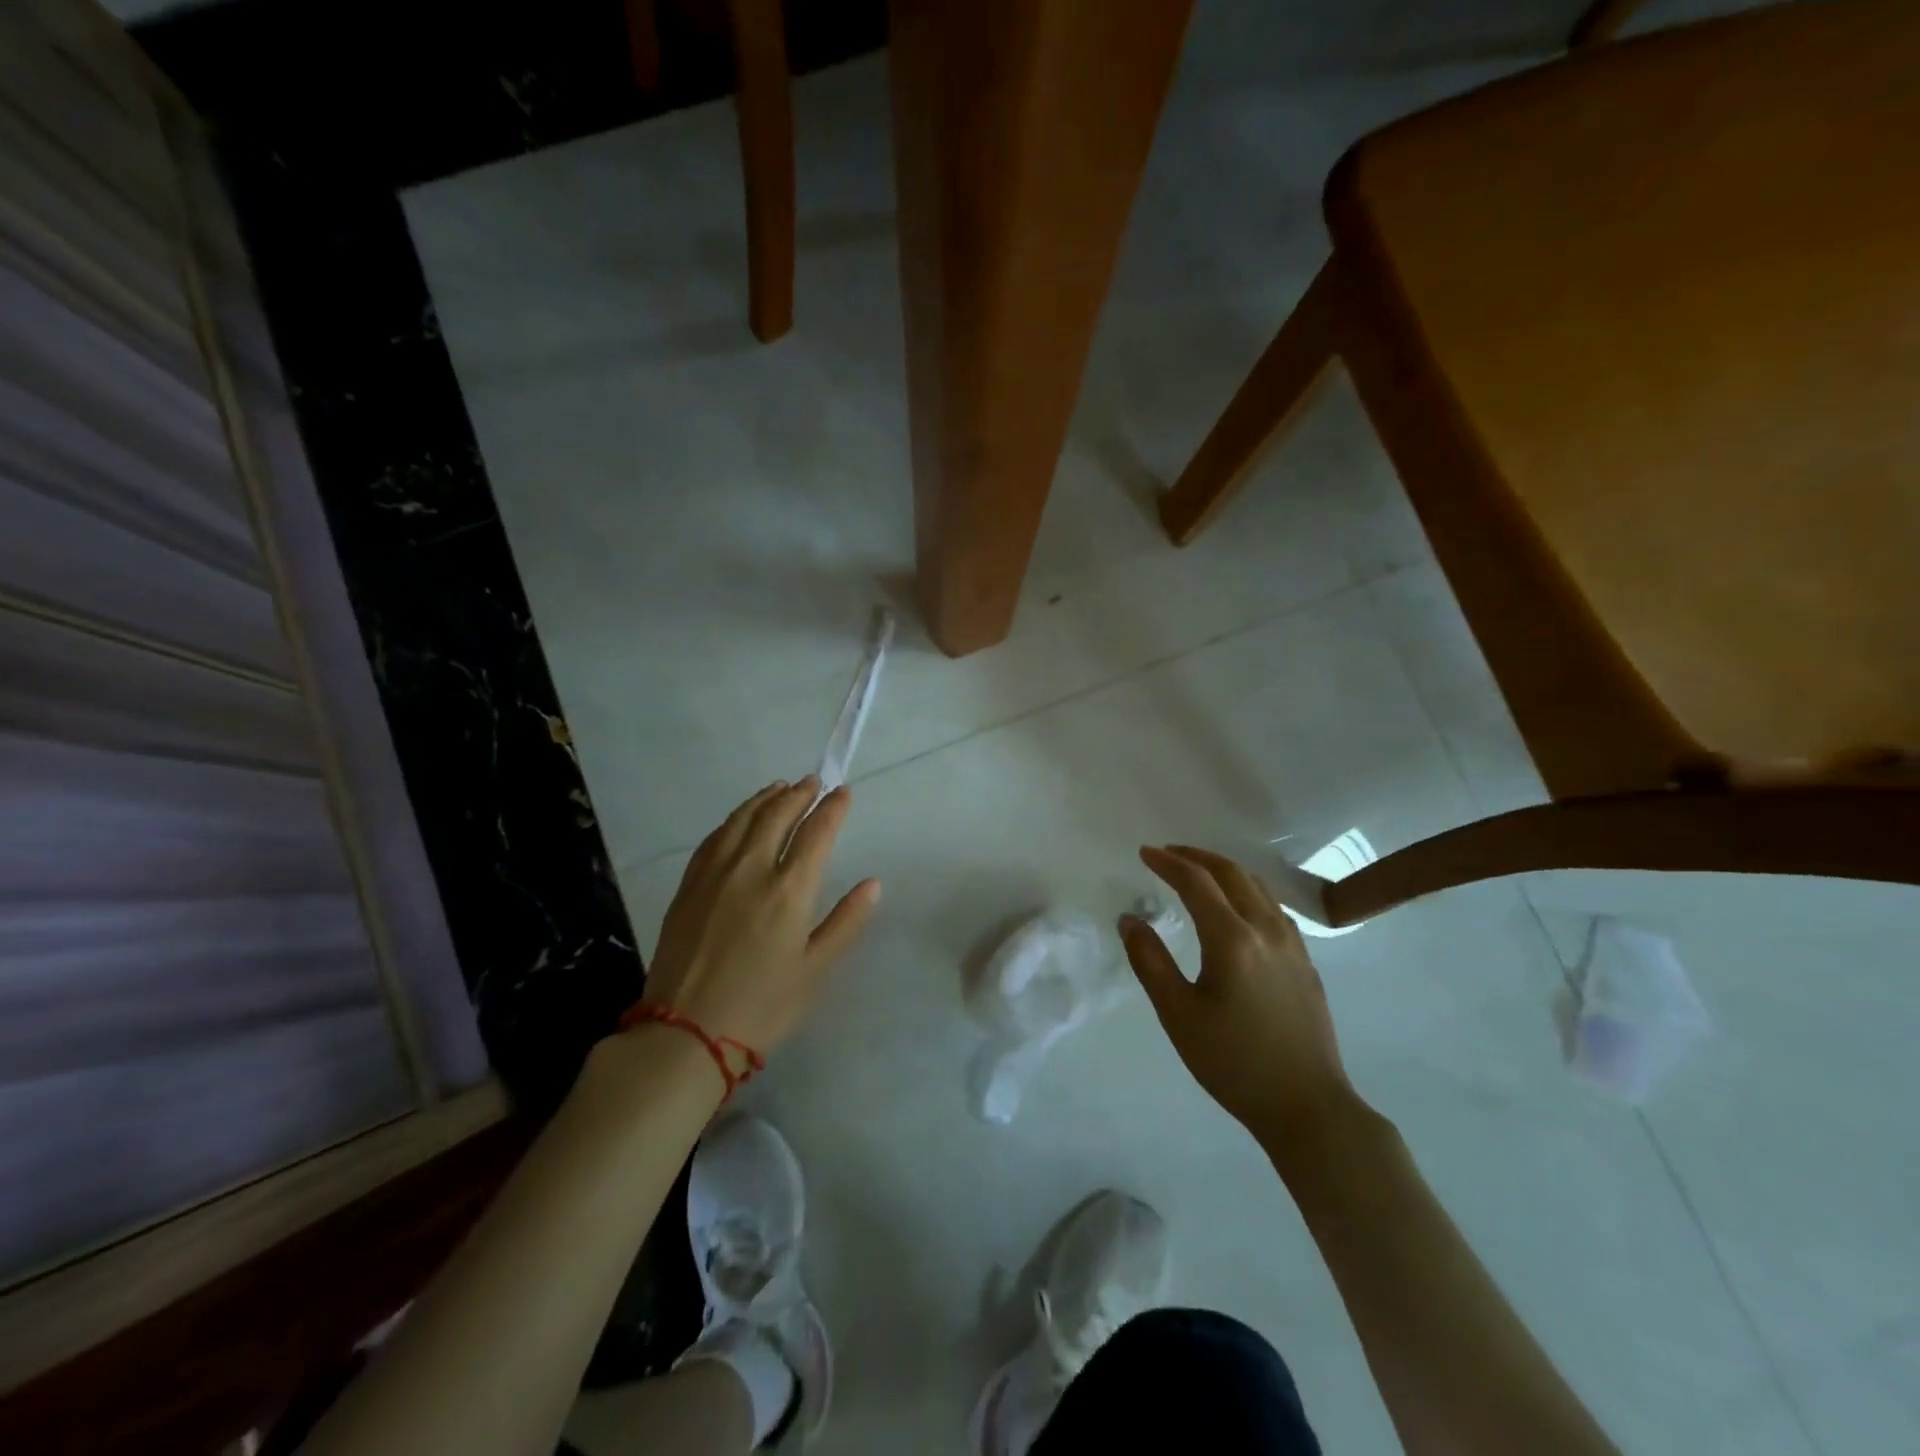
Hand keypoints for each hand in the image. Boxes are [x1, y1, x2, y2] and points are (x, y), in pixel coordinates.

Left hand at [641, 778, 880, 1057]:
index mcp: (789, 890)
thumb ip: (846, 922)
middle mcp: (751, 870)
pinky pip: (713, 839)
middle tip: (813, 782)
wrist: (685, 1034)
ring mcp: (714, 875)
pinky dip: (732, 820)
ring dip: (764, 799)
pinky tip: (738, 820)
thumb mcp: (815, 969)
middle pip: (777, 816)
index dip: (832, 809)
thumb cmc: (762, 1006)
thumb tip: (872, 884)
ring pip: (741, 820)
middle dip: (799, 794)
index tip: (843, 792)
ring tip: (779, 788)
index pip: (816, 833)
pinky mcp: (688, 887)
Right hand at [1121, 845, 1355, 1148]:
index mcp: (1232, 939)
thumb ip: (1149, 961)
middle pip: (1231, 873)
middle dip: (1196, 856)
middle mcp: (1266, 929)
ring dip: (1224, 869)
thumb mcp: (1178, 1015)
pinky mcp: (1305, 961)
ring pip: (1257, 886)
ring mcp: (1292, 944)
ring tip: (1198, 871)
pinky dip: (1247, 890)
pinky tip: (1237, 906)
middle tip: (1167, 853)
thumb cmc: (1233, 1062)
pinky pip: (1273, 906)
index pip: (1196, 882)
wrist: (1307, 1106)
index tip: (1144, 853)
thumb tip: (1129, 920)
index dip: (1168, 862)